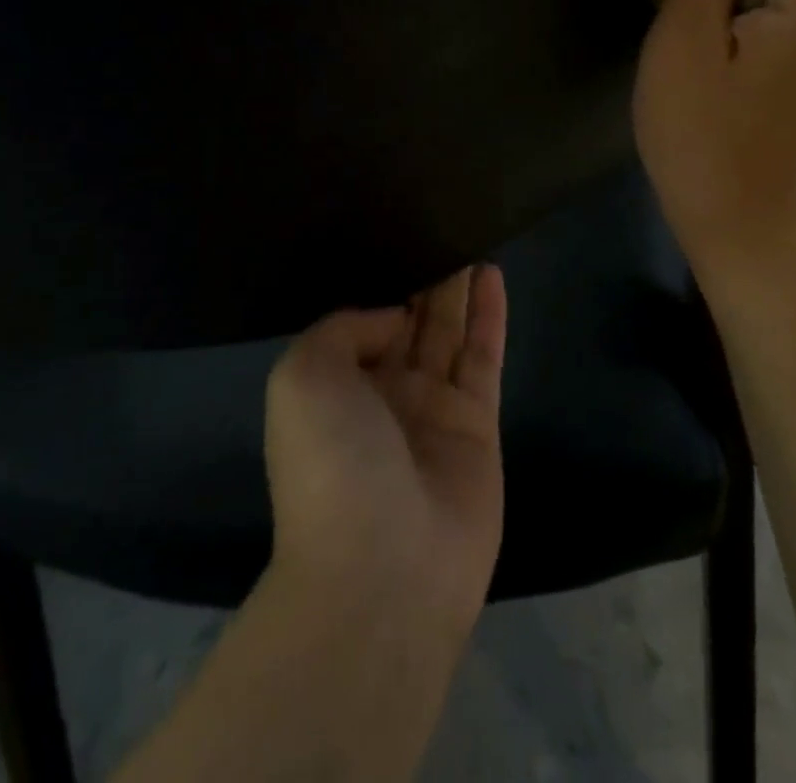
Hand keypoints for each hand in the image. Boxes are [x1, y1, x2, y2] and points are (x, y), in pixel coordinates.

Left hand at [264, 265, 506, 635]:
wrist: (383, 569)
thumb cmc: (331, 463)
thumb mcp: (303, 376)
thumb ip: (343, 329)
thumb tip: (393, 316)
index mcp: (336, 387)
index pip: (361, 322)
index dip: (380, 282)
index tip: (396, 236)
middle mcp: (383, 394)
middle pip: (409, 322)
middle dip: (423, 279)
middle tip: (441, 225)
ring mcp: (433, 410)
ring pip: (447, 333)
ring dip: (457, 288)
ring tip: (469, 237)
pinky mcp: (477, 426)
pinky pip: (483, 358)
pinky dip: (488, 317)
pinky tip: (492, 274)